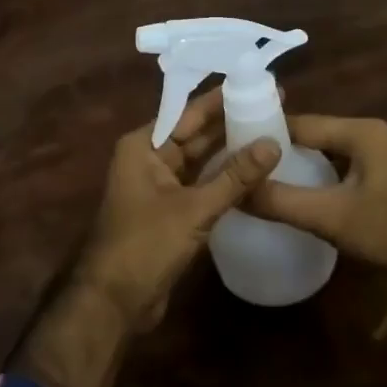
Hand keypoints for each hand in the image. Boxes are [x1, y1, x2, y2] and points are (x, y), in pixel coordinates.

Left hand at [75, 88, 281, 329]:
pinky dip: (224, 177)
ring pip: (201, 160)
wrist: (113, 303)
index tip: (256, 83)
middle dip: (231, 121)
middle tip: (273, 107)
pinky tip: (255, 171)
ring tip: (271, 132)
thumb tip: (273, 143)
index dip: (222, 98)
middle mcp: (150, 158)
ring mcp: (160, 186)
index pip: (188, 112)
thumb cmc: (145, 245)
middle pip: (195, 133)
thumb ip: (235, 177)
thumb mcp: (194, 208)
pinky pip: (201, 183)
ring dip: (230, 150)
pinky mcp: (171, 211)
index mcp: (144, 146)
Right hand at [246, 115, 386, 284]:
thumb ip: (282, 202)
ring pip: (323, 152)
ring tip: (258, 179)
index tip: (232, 147)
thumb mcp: (331, 217)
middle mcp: (368, 133)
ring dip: (295, 164)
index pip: (300, 123)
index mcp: (360, 131)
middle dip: (278, 149)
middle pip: (311, 135)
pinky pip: (336, 166)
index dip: (266, 133)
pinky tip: (292, 193)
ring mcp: (376, 154)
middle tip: (240, 166)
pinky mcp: (378, 176)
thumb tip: (235, 192)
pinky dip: (314, 176)